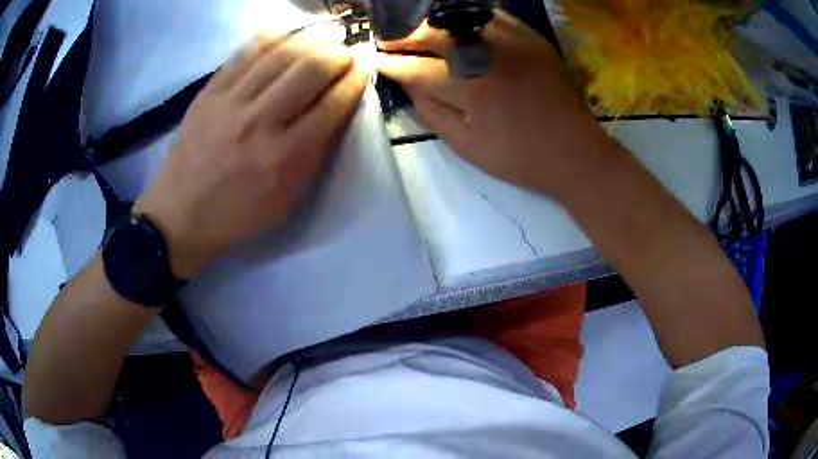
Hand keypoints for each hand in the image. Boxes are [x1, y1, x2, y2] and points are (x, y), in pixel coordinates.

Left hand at [135, 26, 368, 278]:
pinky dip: (270, 37)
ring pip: (278, 55)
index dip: (355, 80)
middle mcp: (260, 121)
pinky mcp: (208, 93)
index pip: (331, 105)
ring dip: (310, 38)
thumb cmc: (237, 216)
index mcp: (285, 156)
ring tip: (328, 32)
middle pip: (309, 71)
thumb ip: (313, 156)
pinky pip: (243, 55)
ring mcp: (230, 102)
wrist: (179, 216)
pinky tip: (287, 29)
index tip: (365, 66)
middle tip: (348, 49)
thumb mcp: (286, 201)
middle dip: (337, 54)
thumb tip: (334, 112)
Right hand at [376, 11, 610, 196]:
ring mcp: (513, 42)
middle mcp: (490, 56)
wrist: (575, 152)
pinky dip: (467, 16)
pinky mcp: (532, 38)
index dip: (392, 64)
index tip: (374, 61)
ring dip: (431, 23)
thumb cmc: (521, 158)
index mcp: (472, 89)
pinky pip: (492, 15)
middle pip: (434, 35)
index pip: (418, 69)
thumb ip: (433, 114)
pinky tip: (454, 23)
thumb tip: (407, 86)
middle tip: (388, 41)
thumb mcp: (469, 148)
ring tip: (415, 31)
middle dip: (404, 36)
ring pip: (459, 19)